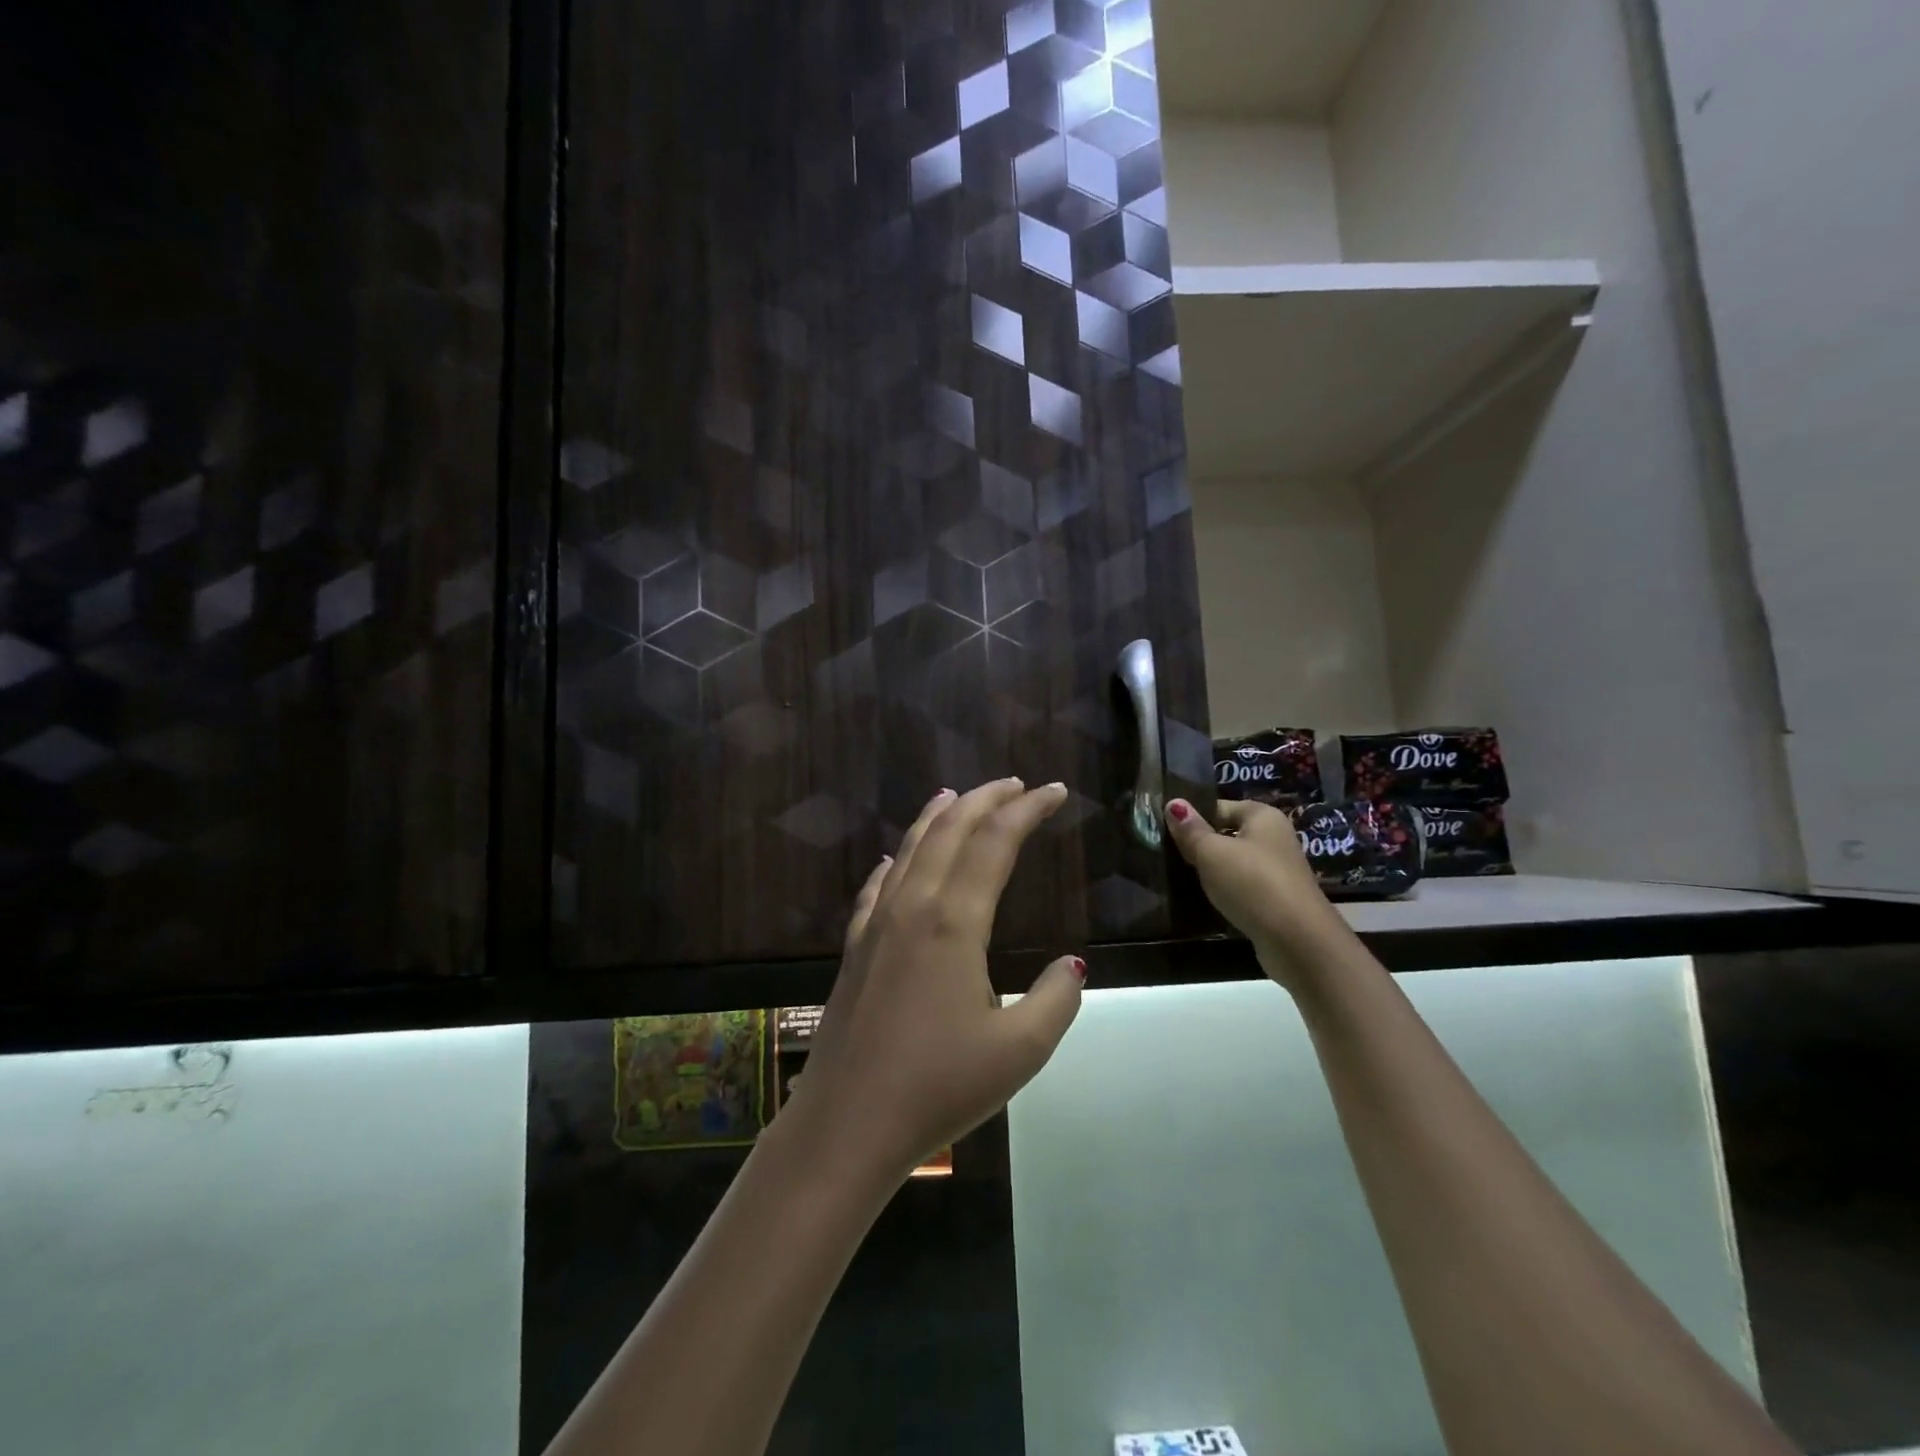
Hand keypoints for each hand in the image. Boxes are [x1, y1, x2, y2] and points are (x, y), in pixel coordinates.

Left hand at [786, 779, 1085, 1183]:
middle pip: (949, 831)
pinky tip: (894, 860)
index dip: (1027, 810)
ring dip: (938, 818)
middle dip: (985, 799)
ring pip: (910, 849)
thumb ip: (1056, 1000)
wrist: (847, 1123)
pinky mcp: (854, 948)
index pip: (995, 843)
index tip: (1055, 791)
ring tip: (958, 796)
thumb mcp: (1020, 1051)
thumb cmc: (938, 1087)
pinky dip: (895, 862)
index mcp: (954, 921)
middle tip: (1016, 785)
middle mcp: (913, 906)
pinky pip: (877, 887)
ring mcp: (877, 924)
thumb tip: (1072, 964)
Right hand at [1163, 797, 1345, 978]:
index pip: (1219, 806)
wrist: (1297, 941)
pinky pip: (1242, 887)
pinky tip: (1204, 900)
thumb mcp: (1212, 852)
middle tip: (1166, 855)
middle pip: (1227, 834)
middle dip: (1200, 845)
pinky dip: (1225, 892)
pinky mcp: (1275, 900)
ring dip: (1211, 871)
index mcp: (1262, 816)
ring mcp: (1277, 871)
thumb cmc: (1252, 883)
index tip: (1164, 831)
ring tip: (1179, 878)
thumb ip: (1190, 829)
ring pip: (1233, 863)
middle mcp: (1274, 838)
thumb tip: (1173, 803)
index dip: (1192, 817)